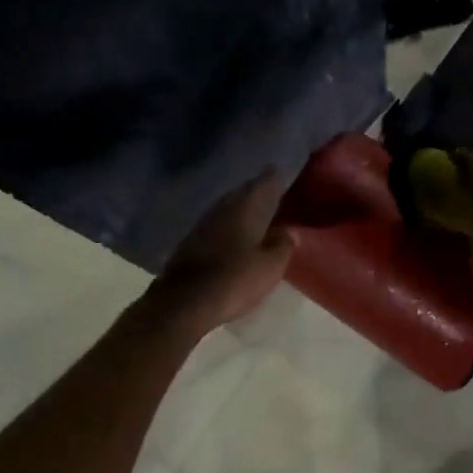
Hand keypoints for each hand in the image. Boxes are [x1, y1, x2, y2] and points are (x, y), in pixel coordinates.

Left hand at [150, 172, 295, 331]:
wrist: (184, 303)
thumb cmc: (234, 280)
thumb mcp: (270, 266)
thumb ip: (283, 245)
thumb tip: (288, 231)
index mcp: (244, 208)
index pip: (262, 184)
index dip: (273, 176)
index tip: (280, 169)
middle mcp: (221, 210)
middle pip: (241, 194)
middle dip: (255, 191)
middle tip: (271, 191)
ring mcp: (202, 226)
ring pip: (226, 209)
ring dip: (240, 209)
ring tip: (255, 212)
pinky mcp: (190, 244)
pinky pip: (216, 226)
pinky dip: (228, 227)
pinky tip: (234, 235)